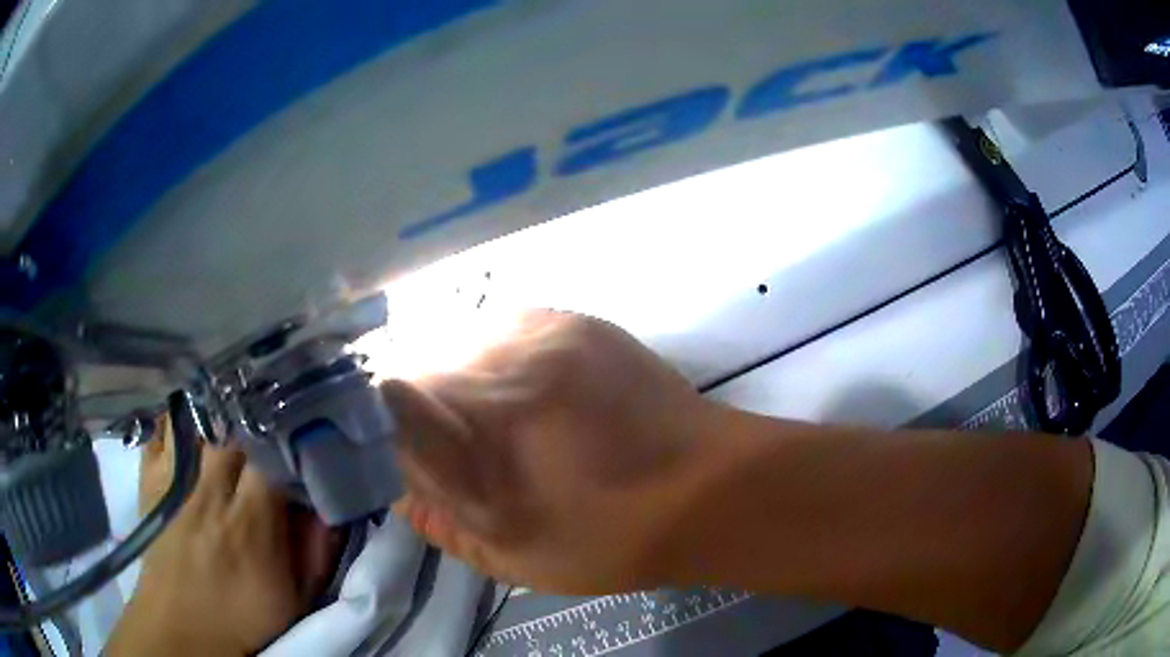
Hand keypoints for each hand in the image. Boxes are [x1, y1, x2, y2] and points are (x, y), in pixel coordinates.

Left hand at [106, 421, 341, 655]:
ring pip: (199, 422)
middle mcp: (209, 493)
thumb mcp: (295, 601)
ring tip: (233, 411)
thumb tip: (329, 508)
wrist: (182, 631)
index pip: (272, 457)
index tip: (303, 434)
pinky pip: (163, 432)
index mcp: (250, 525)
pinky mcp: (151, 482)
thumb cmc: (243, 620)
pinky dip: (180, 421)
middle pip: (234, 431)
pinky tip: (193, 421)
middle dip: (256, 422)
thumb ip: (316, 555)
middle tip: (270, 421)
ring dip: (219, 415)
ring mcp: (174, 483)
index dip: (289, 438)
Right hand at [384, 310, 725, 593]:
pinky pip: (506, 329)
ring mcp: (543, 331)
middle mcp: (503, 365)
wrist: (708, 487)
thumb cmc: (612, 538)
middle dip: (427, 409)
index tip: (406, 453)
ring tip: (507, 421)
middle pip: (424, 367)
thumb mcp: (514, 555)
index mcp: (484, 432)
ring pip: (462, 343)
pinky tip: (535, 394)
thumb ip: (442, 519)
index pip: (390, 403)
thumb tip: (399, 484)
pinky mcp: (575, 320)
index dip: (386, 428)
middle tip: (465, 447)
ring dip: (466, 381)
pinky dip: (502, 361)